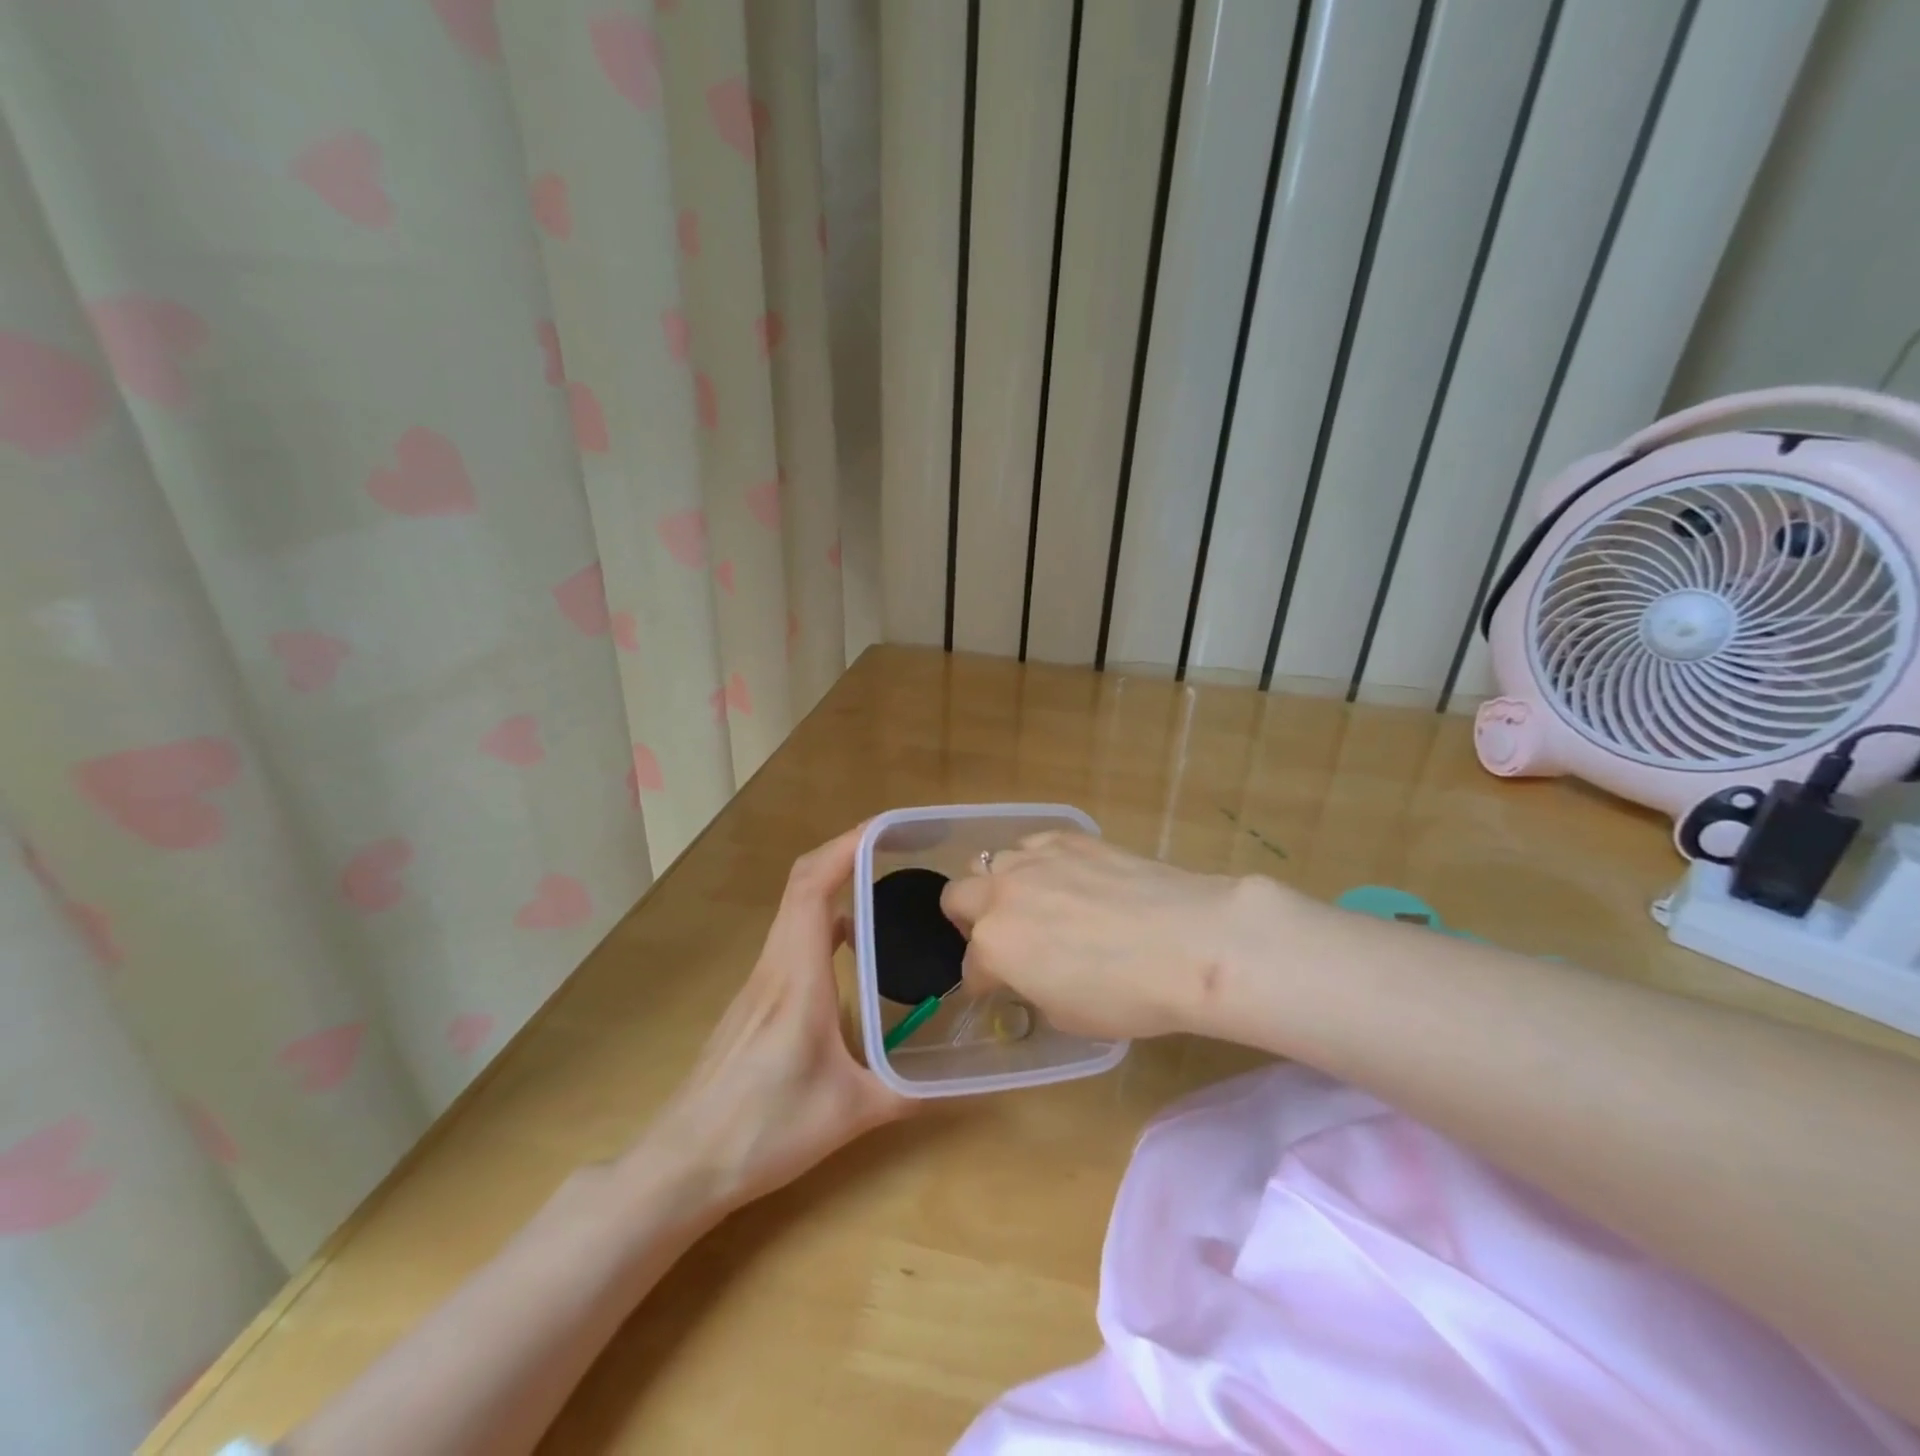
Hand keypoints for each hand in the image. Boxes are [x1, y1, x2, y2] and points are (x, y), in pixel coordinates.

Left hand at [640, 825, 912, 1213]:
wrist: (683, 1165)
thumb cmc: (763, 1130)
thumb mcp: (850, 1113)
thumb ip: (911, 1091)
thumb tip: (964, 1080)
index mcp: (796, 977)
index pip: (812, 886)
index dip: (845, 847)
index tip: (885, 831)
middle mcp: (774, 966)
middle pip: (801, 885)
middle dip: (844, 854)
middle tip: (893, 850)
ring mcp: (758, 982)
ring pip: (792, 911)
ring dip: (831, 886)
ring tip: (879, 889)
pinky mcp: (753, 1001)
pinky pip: (789, 939)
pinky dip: (820, 920)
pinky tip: (849, 950)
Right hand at [939, 832, 1250, 1040]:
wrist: (1189, 942)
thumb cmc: (1127, 995)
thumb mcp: (1066, 1014)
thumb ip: (1031, 987)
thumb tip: (1030, 974)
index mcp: (994, 946)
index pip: (970, 966)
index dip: (983, 982)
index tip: (999, 988)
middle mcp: (1002, 895)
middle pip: (956, 896)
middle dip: (969, 920)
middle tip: (1001, 937)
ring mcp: (1034, 859)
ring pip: (990, 861)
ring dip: (1000, 885)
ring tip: (1033, 901)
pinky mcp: (1068, 837)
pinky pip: (1032, 844)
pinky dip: (1036, 862)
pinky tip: (1065, 877)